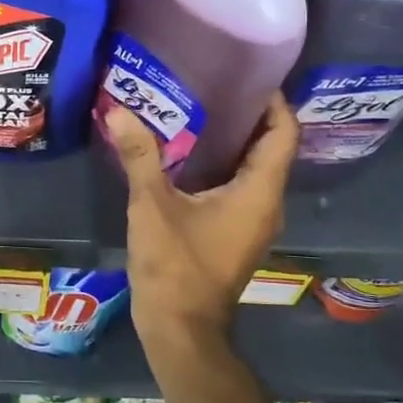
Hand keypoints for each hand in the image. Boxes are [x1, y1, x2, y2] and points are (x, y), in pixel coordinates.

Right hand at [104, 94, 297, 357]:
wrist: (181, 329)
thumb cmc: (175, 266)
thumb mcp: (152, 206)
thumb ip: (139, 156)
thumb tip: (118, 110)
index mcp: (259, 192)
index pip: (284, 133)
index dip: (274, 102)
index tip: (248, 74)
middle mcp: (267, 204)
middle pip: (271, 148)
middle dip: (249, 114)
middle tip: (215, 82)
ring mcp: (254, 222)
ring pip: (255, 168)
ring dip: (235, 140)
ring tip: (200, 107)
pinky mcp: (237, 233)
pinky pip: (241, 186)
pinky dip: (224, 164)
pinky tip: (190, 153)